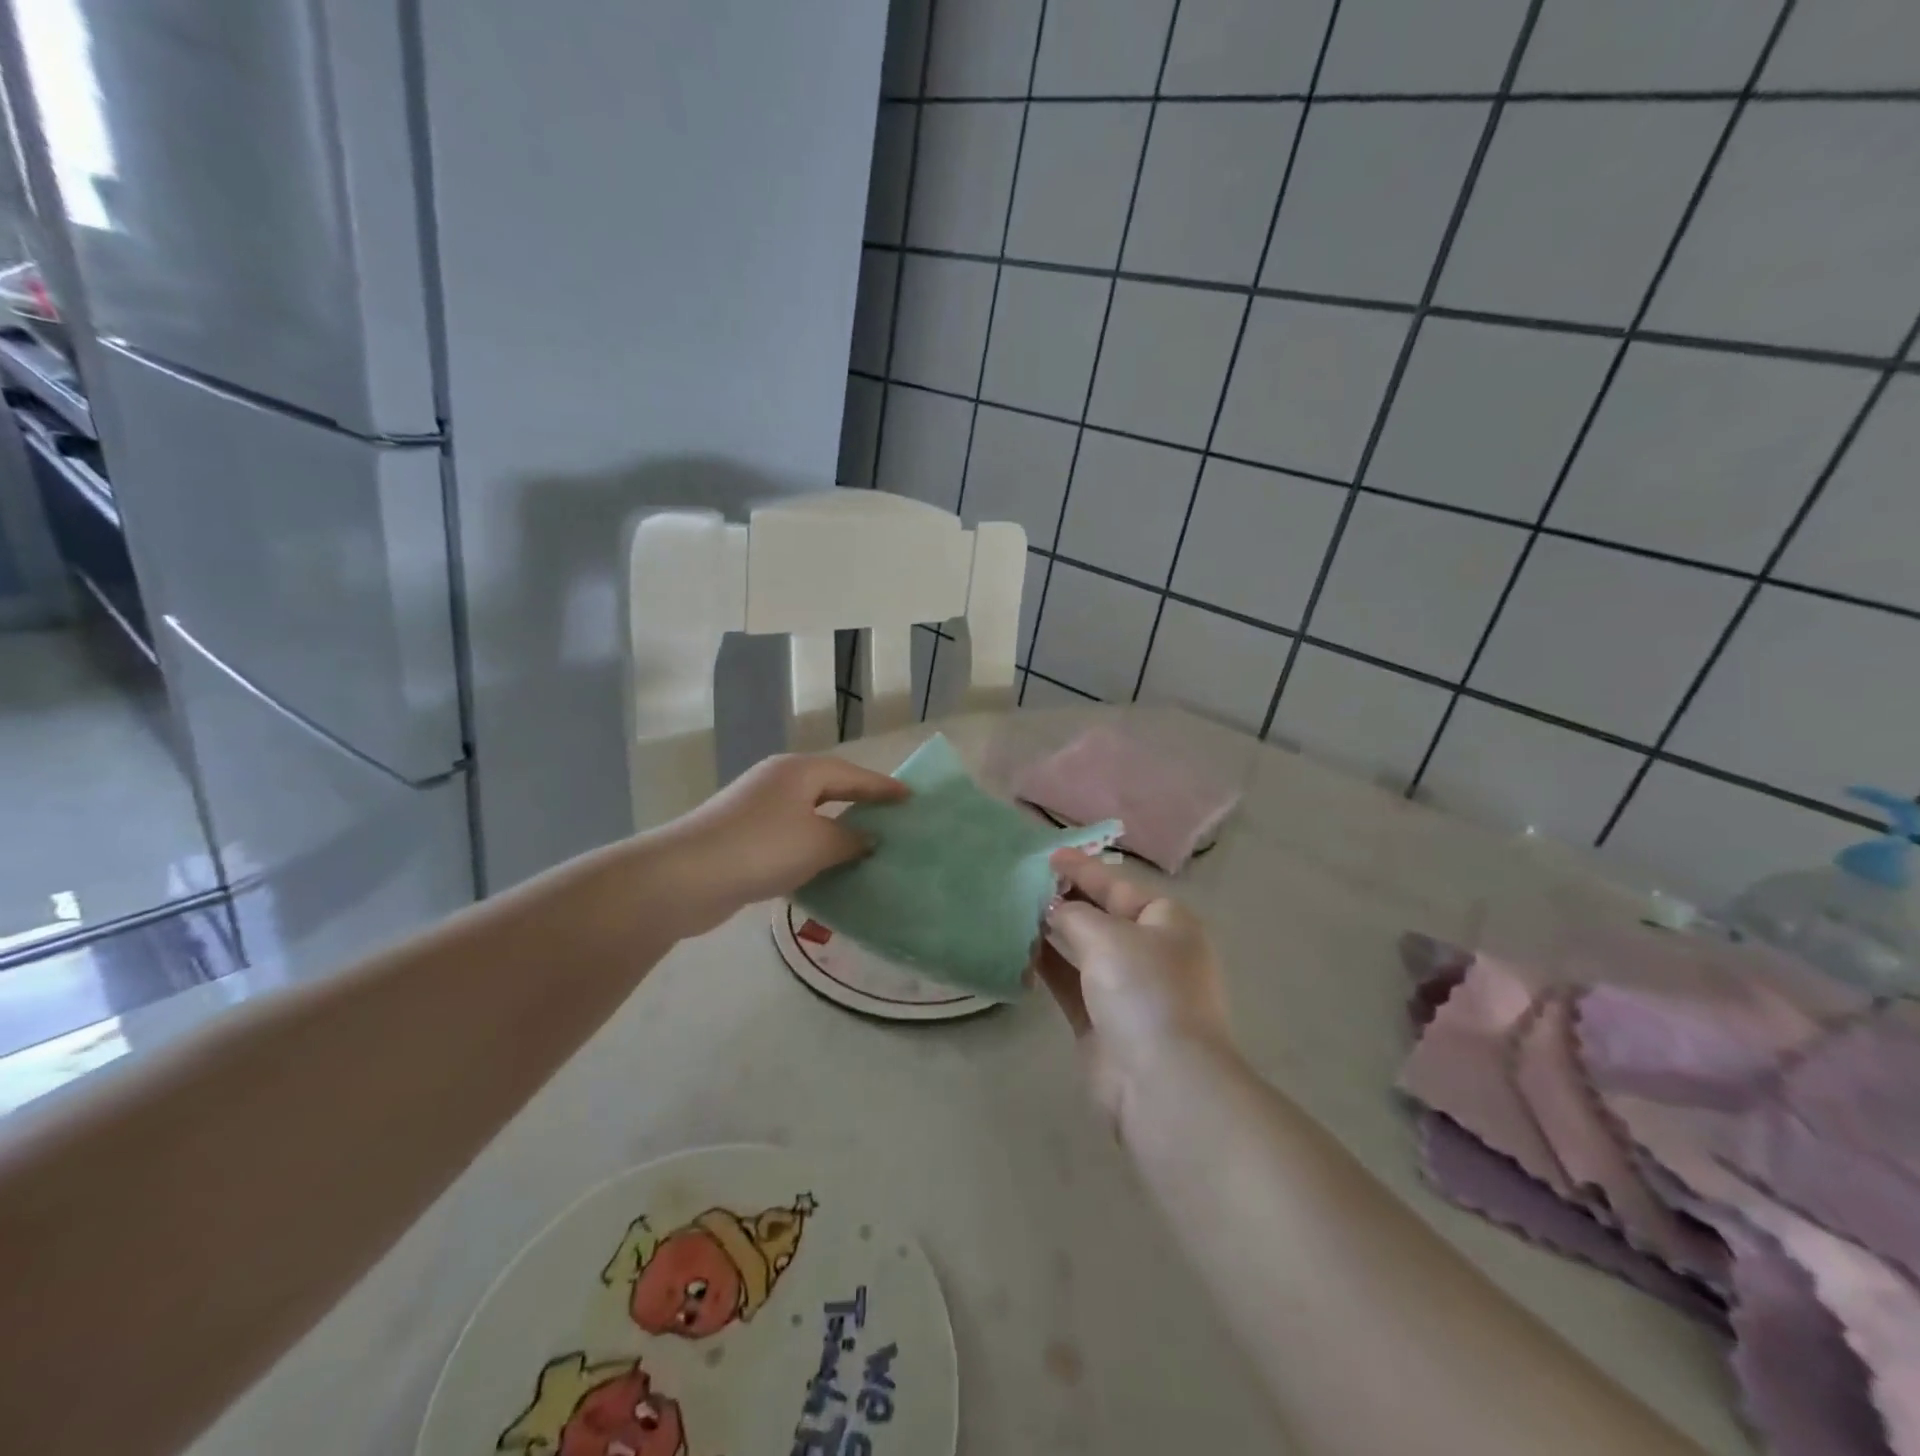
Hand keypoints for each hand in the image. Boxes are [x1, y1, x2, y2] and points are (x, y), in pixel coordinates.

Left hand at [654, 753, 908, 935]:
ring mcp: (757, 810)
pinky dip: (812, 850)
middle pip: (830, 789)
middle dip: (861, 804)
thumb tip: (868, 839)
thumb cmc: (762, 848)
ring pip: (809, 816)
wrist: (686, 878)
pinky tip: (826, 870)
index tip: (911, 798)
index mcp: (799, 772)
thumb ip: (851, 839)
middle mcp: (778, 783)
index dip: (884, 787)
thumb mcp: (818, 843)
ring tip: (867, 847)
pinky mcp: (744, 839)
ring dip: (836, 831)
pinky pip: (791, 839)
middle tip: (893, 820)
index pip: (853, 775)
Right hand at [1038, 848, 1232, 1123]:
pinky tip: (1019, 950)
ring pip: (1083, 950)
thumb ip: (1074, 914)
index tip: (1047, 855)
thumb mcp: (1108, 936)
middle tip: (1023, 881)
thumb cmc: (1144, 991)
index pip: (1117, 885)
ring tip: (1014, 910)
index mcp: (1167, 923)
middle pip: (1101, 915)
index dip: (1082, 869)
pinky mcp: (1102, 1022)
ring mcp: (1126, 989)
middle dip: (1065, 899)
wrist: (1162, 1083)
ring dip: (1052, 932)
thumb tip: (1053, 910)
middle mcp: (1150, 952)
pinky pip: (1070, 983)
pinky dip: (1047, 967)